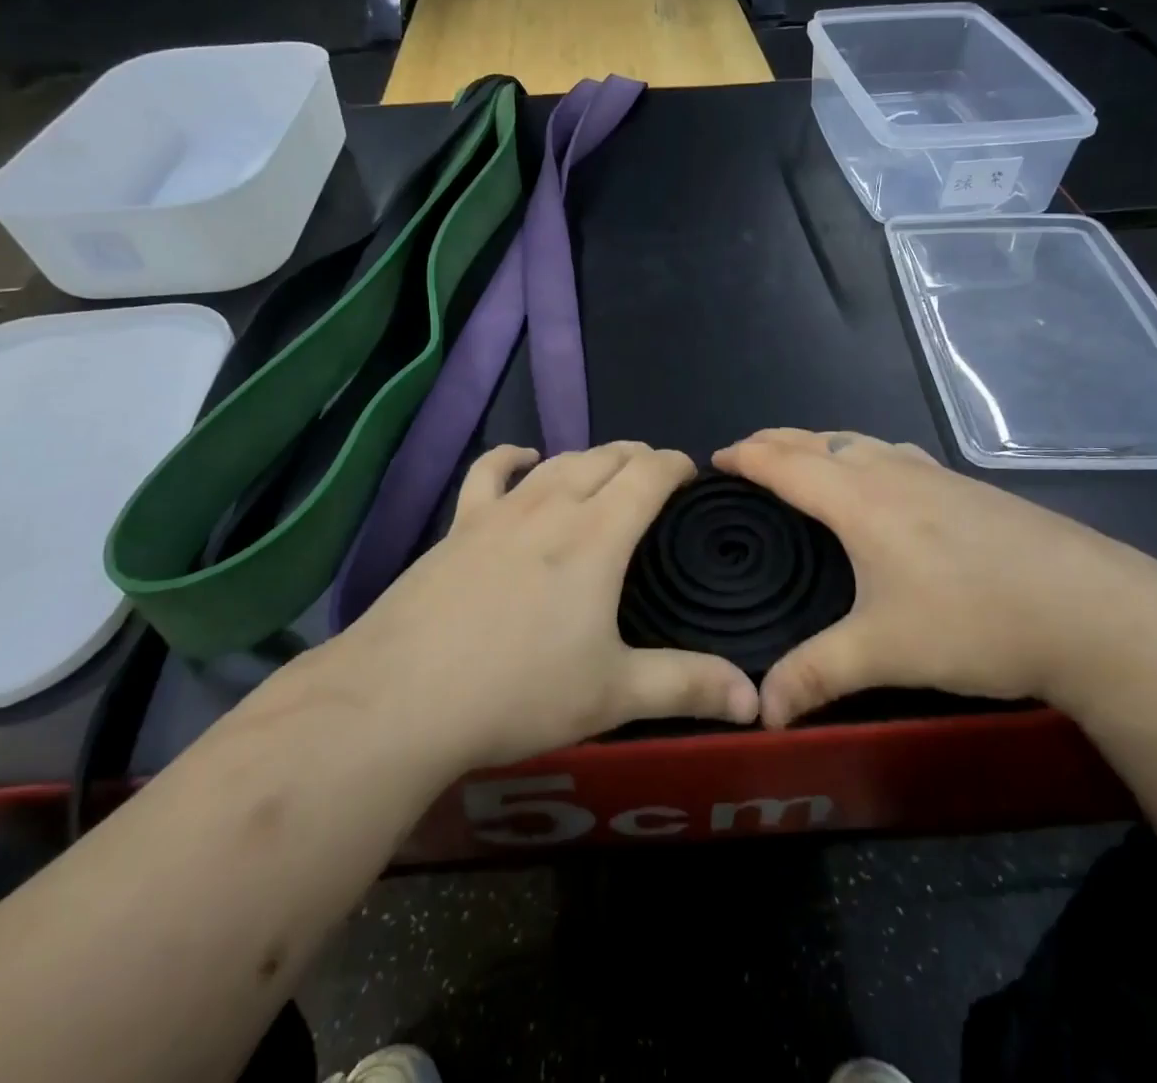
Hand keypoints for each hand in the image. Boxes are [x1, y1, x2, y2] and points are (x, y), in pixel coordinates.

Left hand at [303, 442, 758, 772]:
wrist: (401, 696)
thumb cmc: (518, 692)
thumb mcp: (613, 694)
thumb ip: (687, 687)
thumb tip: (755, 701)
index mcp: (597, 535)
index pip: (648, 475)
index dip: (676, 465)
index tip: (693, 474)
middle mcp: (552, 506)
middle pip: (605, 457)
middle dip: (638, 456)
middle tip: (656, 472)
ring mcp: (500, 511)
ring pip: (557, 461)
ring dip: (590, 455)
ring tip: (607, 465)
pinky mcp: (459, 526)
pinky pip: (489, 473)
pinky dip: (512, 457)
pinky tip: (522, 456)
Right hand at [715, 429, 1156, 725]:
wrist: (1094, 611)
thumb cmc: (975, 621)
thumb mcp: (886, 652)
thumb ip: (815, 675)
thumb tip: (759, 713)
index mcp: (858, 499)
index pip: (784, 462)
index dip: (745, 456)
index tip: (714, 460)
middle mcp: (889, 472)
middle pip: (818, 440)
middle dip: (774, 441)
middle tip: (745, 455)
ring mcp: (933, 474)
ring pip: (858, 441)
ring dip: (819, 443)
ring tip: (800, 460)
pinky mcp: (966, 487)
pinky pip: (892, 453)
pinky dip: (861, 452)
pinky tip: (878, 478)